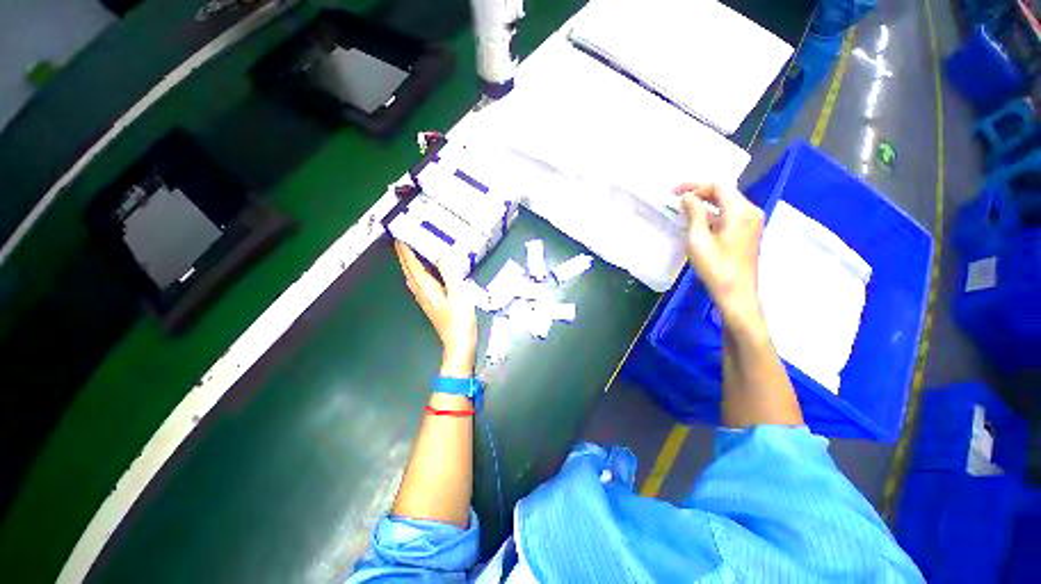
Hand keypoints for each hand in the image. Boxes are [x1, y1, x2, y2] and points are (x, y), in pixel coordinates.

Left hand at [395, 242, 477, 376]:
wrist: (458, 344)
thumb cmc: (460, 319)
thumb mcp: (458, 293)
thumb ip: (449, 273)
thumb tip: (441, 255)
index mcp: (427, 288)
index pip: (412, 265)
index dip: (406, 252)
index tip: (400, 238)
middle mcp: (421, 293)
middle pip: (409, 271)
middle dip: (404, 257)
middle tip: (401, 243)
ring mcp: (425, 301)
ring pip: (412, 279)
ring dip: (408, 265)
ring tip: (409, 255)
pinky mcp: (431, 305)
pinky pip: (418, 285)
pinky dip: (416, 275)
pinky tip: (421, 275)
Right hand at [674, 183, 765, 327]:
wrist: (736, 292)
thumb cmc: (715, 267)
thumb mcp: (698, 240)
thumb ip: (694, 214)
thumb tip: (688, 197)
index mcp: (740, 211)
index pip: (718, 186)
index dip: (695, 185)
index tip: (674, 191)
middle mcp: (751, 211)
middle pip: (724, 192)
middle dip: (700, 191)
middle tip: (677, 197)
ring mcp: (752, 221)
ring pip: (727, 202)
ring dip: (706, 202)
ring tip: (684, 207)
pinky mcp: (749, 231)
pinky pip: (730, 213)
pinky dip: (713, 212)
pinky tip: (698, 219)